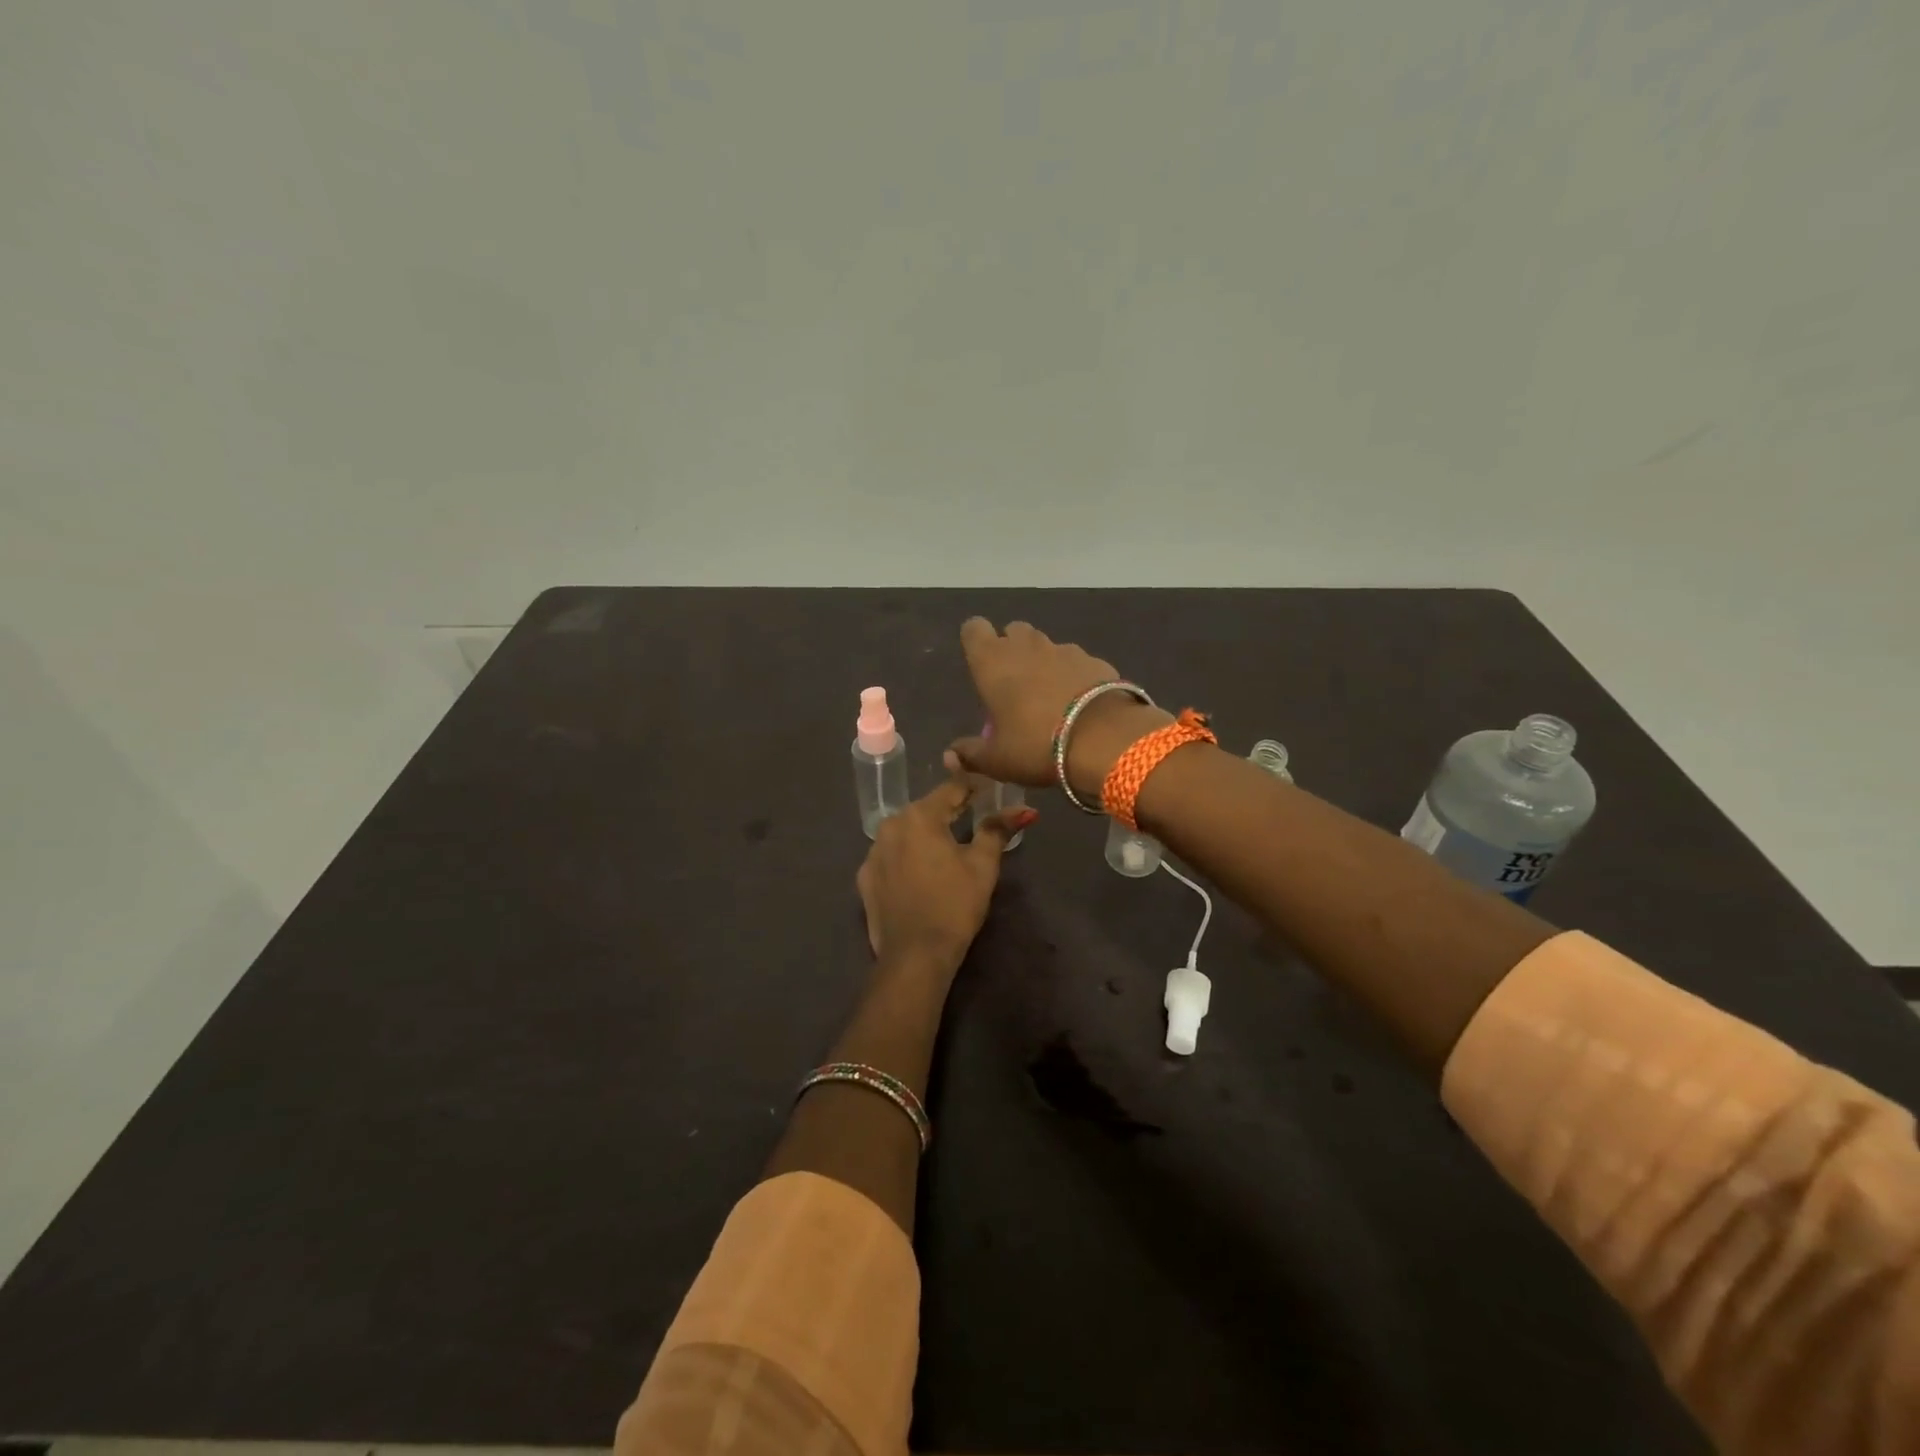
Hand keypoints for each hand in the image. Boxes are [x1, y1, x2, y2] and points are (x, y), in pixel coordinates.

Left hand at [858, 773, 1036, 973]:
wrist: (914, 956)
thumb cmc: (954, 905)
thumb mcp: (983, 865)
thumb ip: (998, 830)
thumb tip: (1024, 810)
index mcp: (919, 816)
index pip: (951, 788)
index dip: (973, 787)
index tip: (990, 790)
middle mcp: (889, 826)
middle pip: (926, 810)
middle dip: (949, 812)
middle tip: (974, 819)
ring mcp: (872, 853)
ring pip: (906, 833)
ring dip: (926, 836)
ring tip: (947, 850)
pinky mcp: (864, 879)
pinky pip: (891, 857)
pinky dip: (907, 859)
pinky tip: (921, 875)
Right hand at [945, 618, 1170, 796]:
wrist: (1104, 740)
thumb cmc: (1036, 745)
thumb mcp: (997, 760)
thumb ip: (971, 754)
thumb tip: (951, 755)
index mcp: (993, 661)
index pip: (974, 629)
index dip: (976, 642)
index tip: (981, 667)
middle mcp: (1026, 646)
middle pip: (1013, 631)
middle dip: (1012, 650)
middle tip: (1014, 685)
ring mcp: (1064, 650)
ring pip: (1046, 646)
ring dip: (1043, 663)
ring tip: (1048, 699)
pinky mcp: (1095, 661)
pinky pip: (1076, 663)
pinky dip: (1073, 677)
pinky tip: (1078, 705)